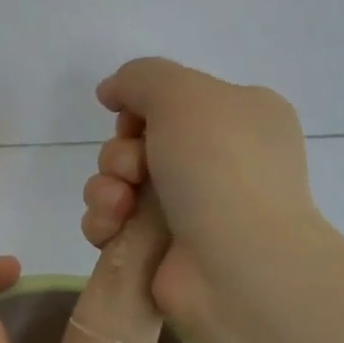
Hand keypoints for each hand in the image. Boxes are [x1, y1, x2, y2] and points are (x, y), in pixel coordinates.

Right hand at [80, 58, 321, 342]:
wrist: (235, 265)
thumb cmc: (219, 168)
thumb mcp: (184, 94)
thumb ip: (141, 77)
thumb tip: (111, 91)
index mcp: (239, 118)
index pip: (172, 102)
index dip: (140, 109)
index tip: (134, 123)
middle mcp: (216, 162)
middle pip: (137, 143)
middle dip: (119, 155)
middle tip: (133, 170)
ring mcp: (189, 210)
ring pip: (117, 184)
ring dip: (105, 188)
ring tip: (120, 206)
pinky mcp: (160, 249)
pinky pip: (112, 223)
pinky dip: (104, 223)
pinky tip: (113, 230)